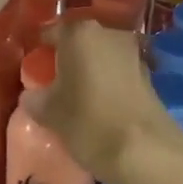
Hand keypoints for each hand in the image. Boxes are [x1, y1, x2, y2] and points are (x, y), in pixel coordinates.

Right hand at [22, 17, 176, 183]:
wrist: (145, 150)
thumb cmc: (88, 122)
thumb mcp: (49, 113)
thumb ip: (35, 98)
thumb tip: (33, 95)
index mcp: (79, 34)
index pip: (52, 33)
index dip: (41, 51)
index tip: (34, 70)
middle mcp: (109, 34)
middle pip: (80, 43)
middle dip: (67, 60)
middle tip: (54, 85)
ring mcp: (133, 54)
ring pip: (102, 58)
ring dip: (90, 72)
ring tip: (77, 99)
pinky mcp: (149, 76)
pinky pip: (118, 74)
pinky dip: (107, 85)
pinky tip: (100, 107)